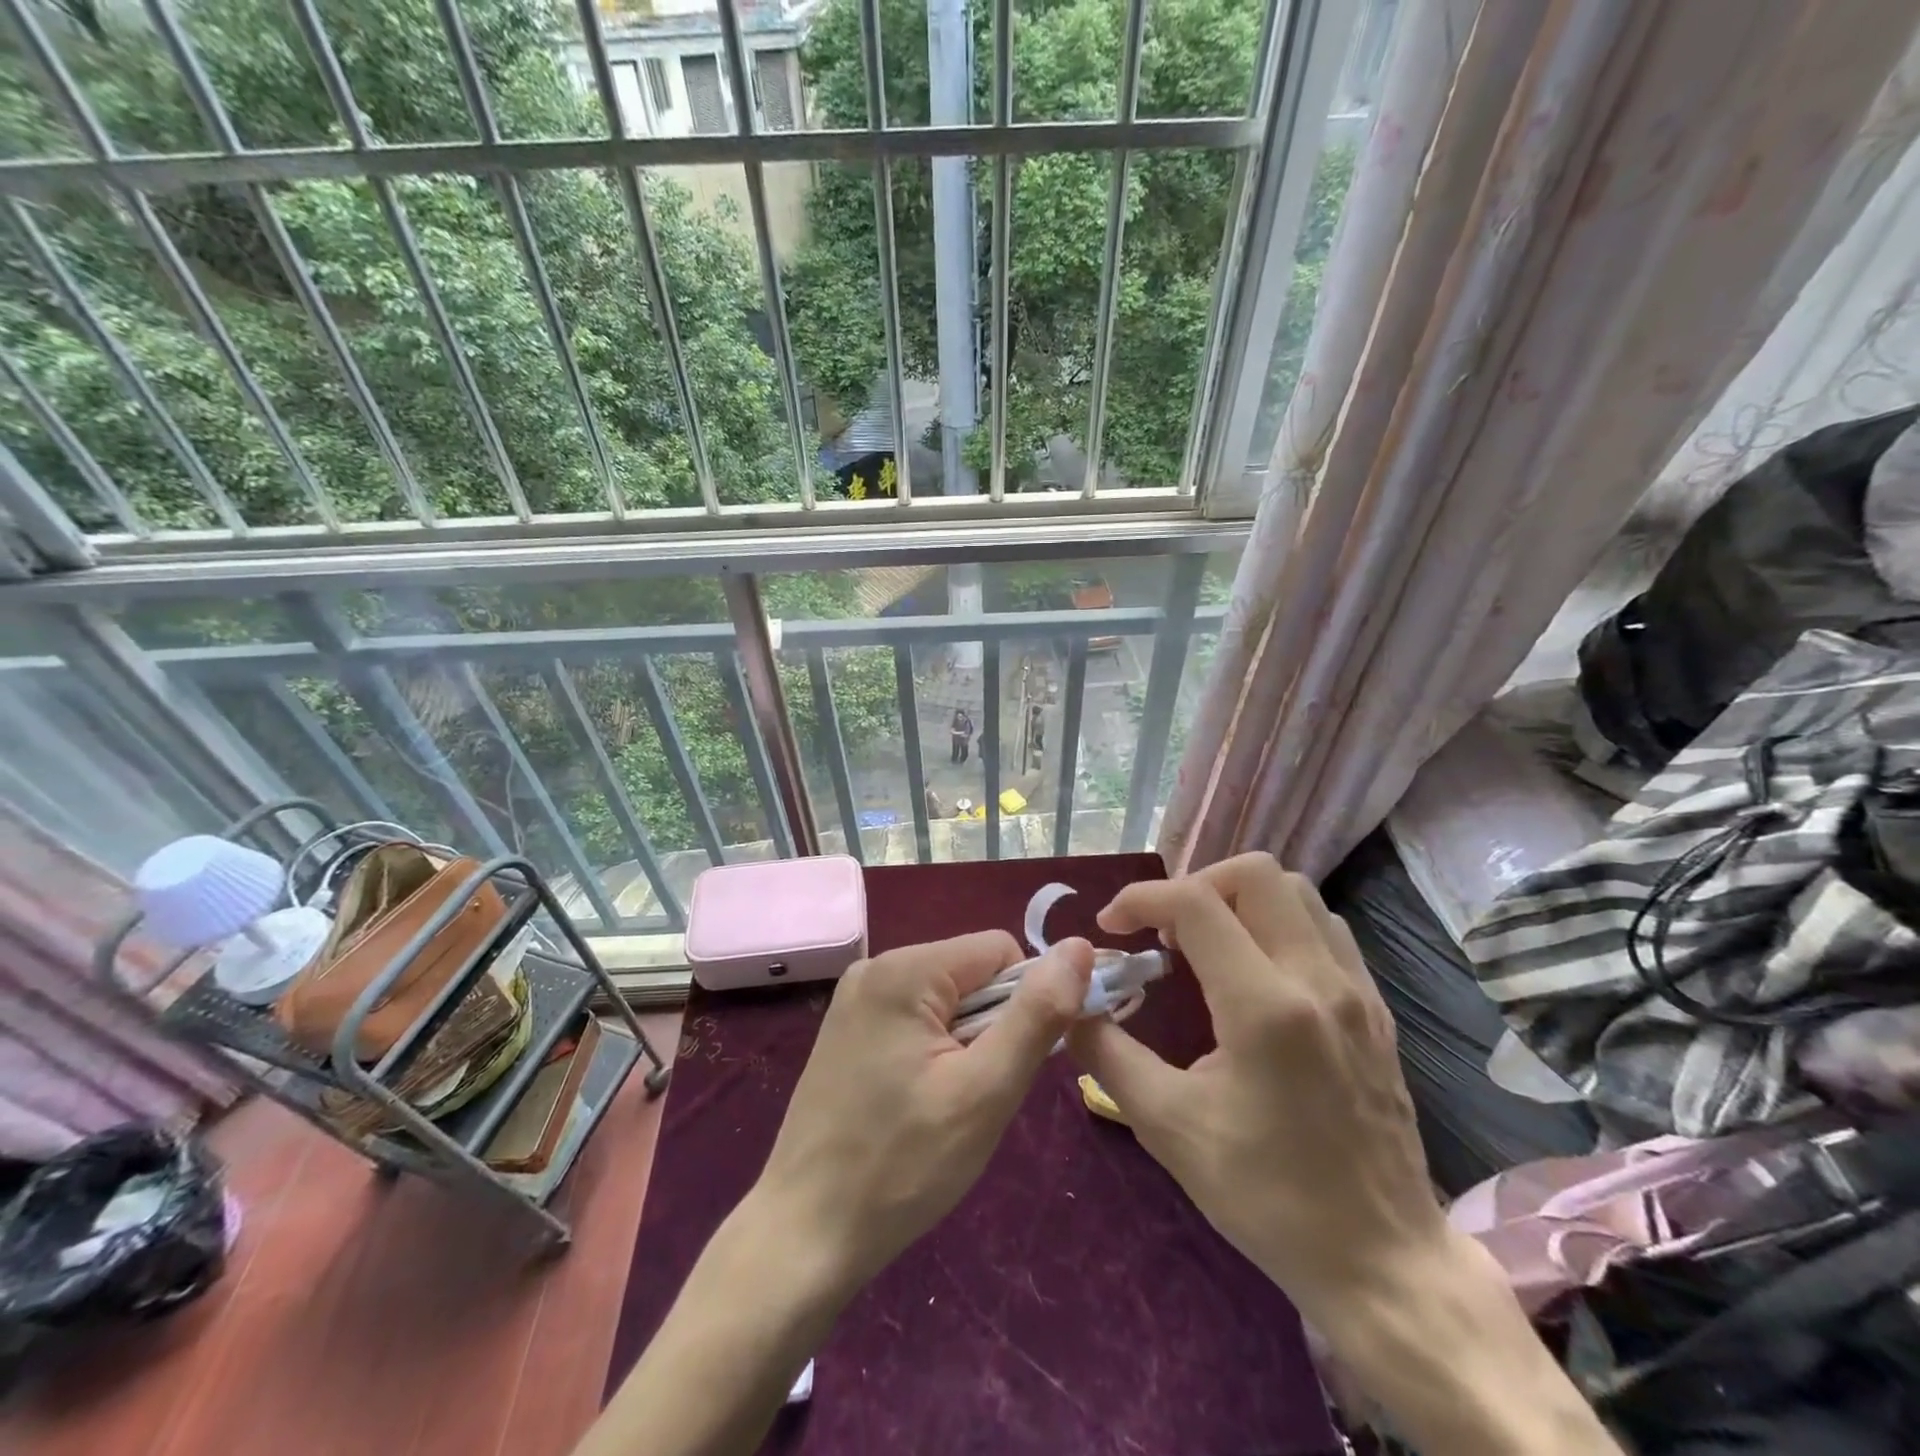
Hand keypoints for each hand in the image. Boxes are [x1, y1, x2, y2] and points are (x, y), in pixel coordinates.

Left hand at [758, 930, 1094, 1286]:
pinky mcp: (847, 1030)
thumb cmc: (902, 1165)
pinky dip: (936, 1051)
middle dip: (993, 1026)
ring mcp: (856, 999)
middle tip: (978, 1095)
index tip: (1015, 1064)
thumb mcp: (986, 1091)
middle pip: (971, 973)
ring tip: (949, 1104)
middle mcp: (875, 967)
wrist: (805, 1235)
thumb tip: (1079, 947)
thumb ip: (1038, 1014)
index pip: (999, 950)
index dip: (1025, 1001)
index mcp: (905, 968)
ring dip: (967, 1043)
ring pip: (947, 999)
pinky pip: (916, 1018)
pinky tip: (921, 1102)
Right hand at [1066, 853, 1445, 1329]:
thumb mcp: (1168, 1127)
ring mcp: (1355, 990)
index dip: (1141, 898)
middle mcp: (1317, 979)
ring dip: (1239, 900)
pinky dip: (1277, 923)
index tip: (1111, 928)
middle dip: (1196, 885)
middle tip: (1165, 932)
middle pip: (1256, 873)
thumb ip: (1107, 1053)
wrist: (1382, 1260)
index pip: (1195, 902)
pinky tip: (1253, 971)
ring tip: (1206, 945)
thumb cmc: (1267, 1196)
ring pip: (1297, 892)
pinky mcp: (1374, 1008)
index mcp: (1264, 1007)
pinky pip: (1323, 928)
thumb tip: (1072, 1004)